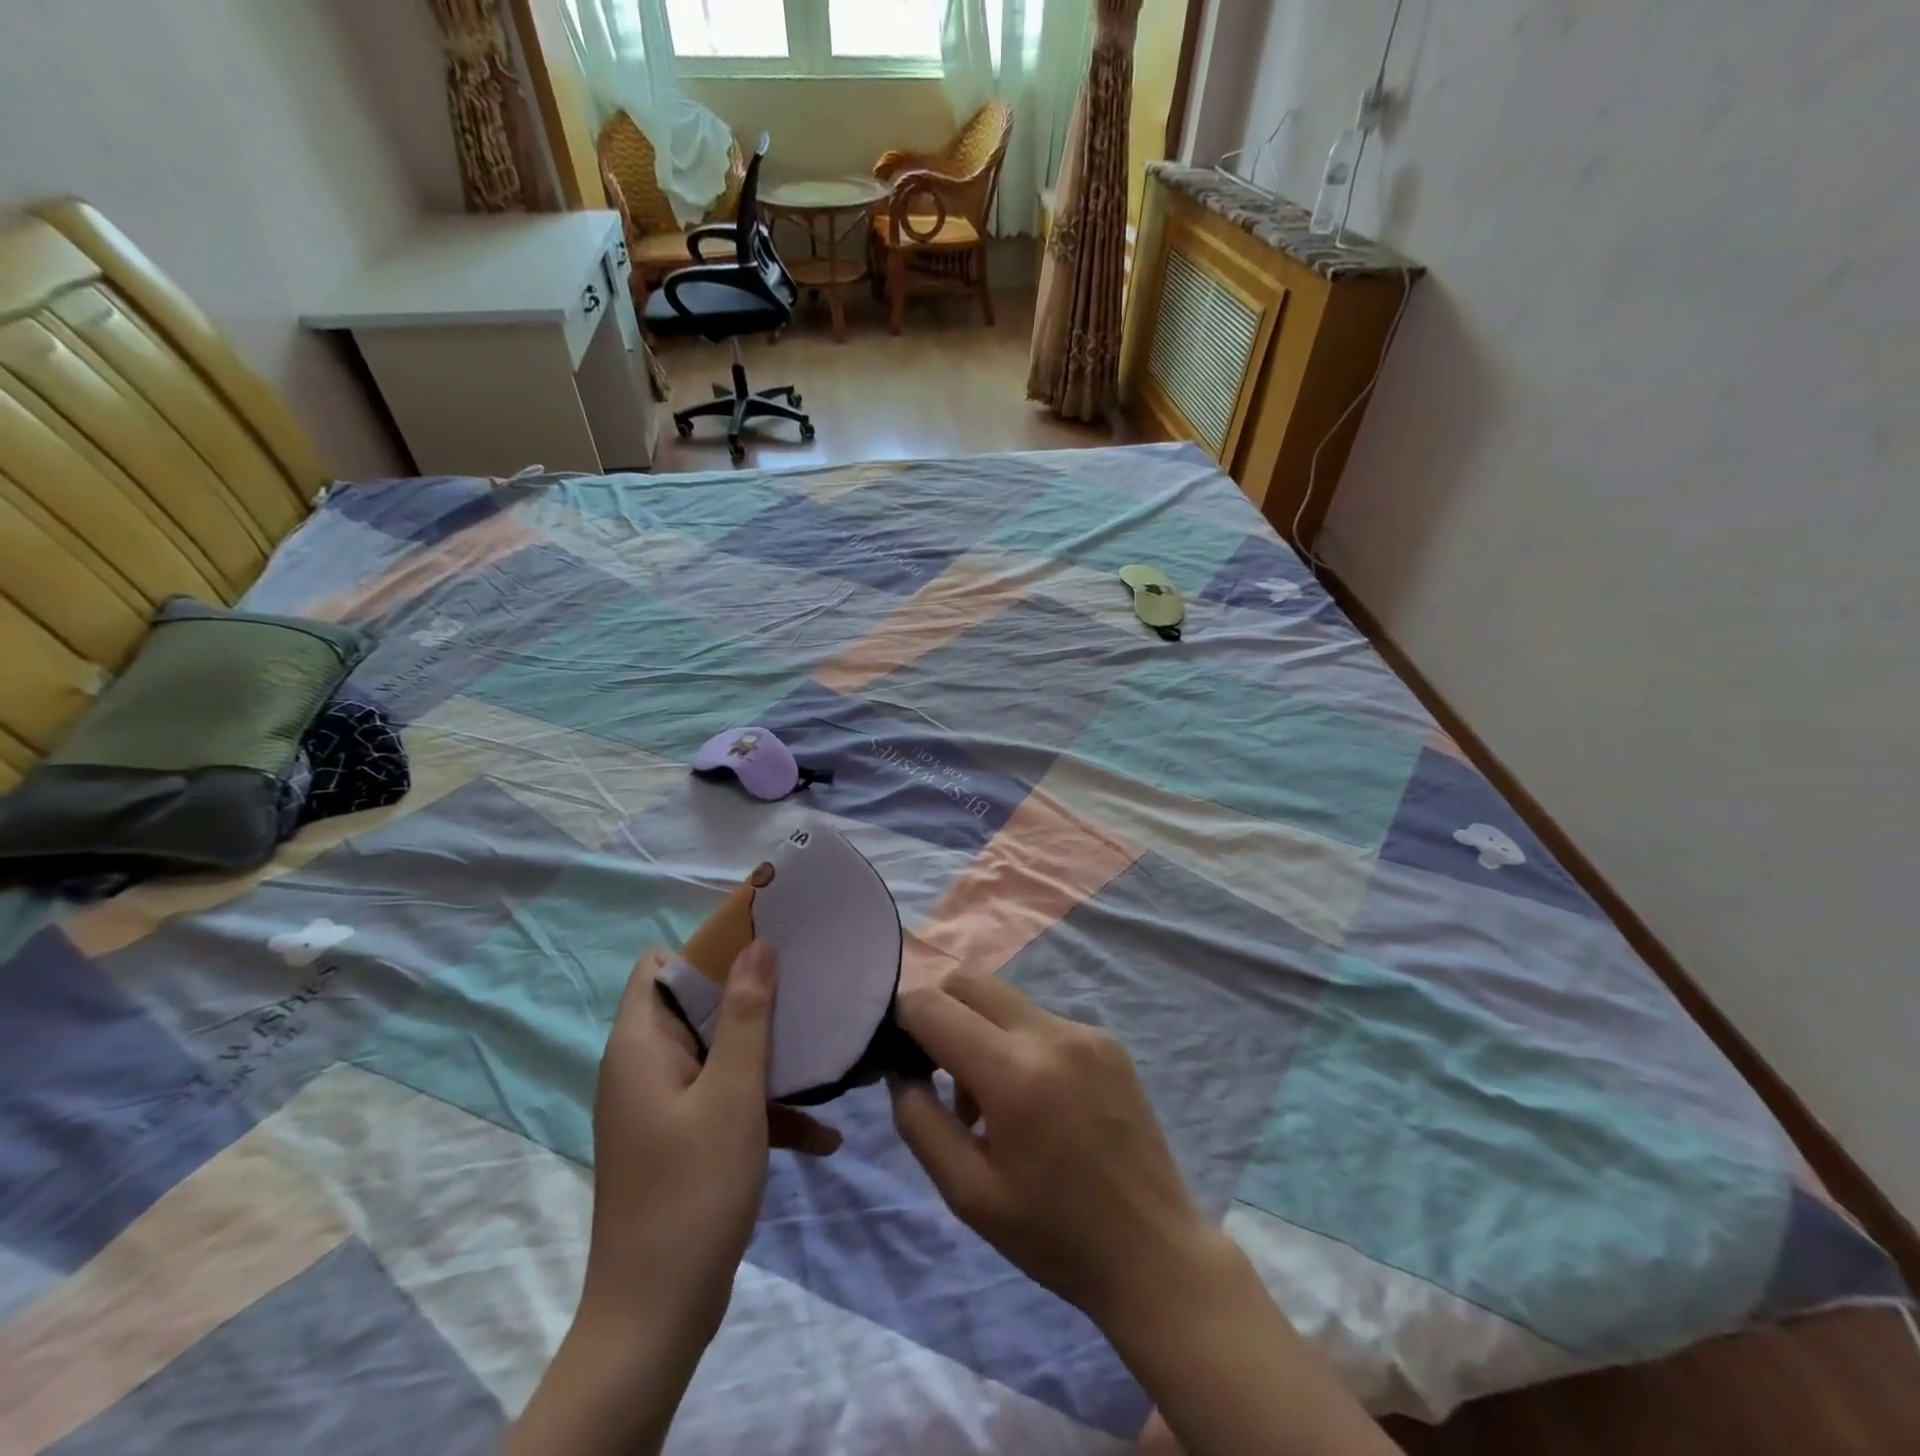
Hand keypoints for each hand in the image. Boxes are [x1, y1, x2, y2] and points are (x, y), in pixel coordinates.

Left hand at [583, 942, 838, 1344]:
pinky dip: (764, 1109)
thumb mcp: (733, 1094)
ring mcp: (663, 1107)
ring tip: (825, 1056)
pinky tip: (823, 1136)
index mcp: (640, 1046)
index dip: (707, 949)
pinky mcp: (681, 1141)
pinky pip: (725, 1103)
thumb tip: (756, 944)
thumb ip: (748, 1015)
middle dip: (753, 999)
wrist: (656, 1320)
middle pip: (697, 1006)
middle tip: (807, 991)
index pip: (658, 967)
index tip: (764, 947)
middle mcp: (644, 1068)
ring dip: (768, 1057)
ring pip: (719, 1055)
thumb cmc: (693, 1191)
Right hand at [886, 974, 1228, 1335]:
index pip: (935, 1006)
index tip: (897, 1051)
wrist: (1154, 1254)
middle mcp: (1051, 1034)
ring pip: (1006, 1001)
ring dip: (980, 1032)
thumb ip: (920, 1122)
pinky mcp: (1108, 1041)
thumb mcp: (967, 1194)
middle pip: (971, 981)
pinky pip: (1042, 1021)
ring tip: (990, 1104)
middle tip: (936, 1069)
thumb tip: (902, 1072)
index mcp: (1014, 1073)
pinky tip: (1036, 1103)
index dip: (904, 1018)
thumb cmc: (1054, 1235)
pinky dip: (1019, 1045)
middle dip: (940, 1011)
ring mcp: (1085, 1031)